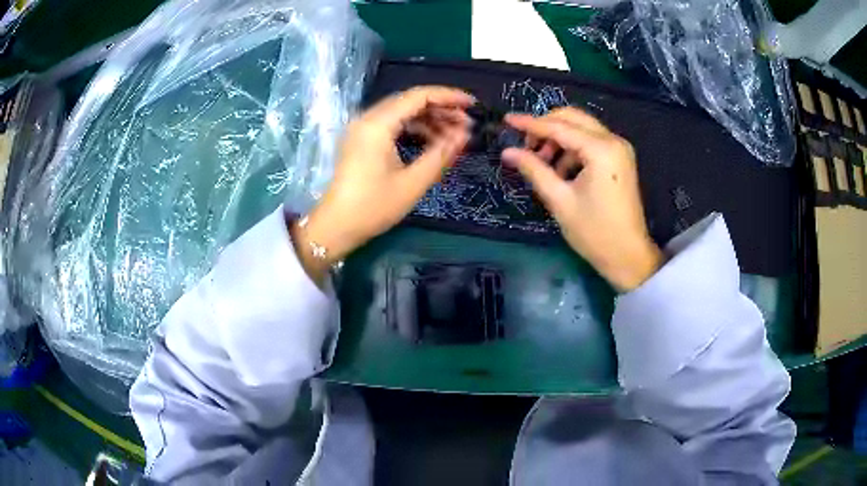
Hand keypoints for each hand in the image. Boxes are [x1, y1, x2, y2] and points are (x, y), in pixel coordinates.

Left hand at [291, 86, 474, 284]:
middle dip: (441, 109)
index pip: (418, 96)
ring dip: (429, 119)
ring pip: (402, 112)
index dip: (448, 96)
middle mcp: (368, 118)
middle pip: (410, 101)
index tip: (472, 105)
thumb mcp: (413, 183)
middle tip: (466, 125)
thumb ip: (441, 154)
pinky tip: (432, 141)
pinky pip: (392, 124)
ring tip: (453, 135)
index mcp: (378, 124)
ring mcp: (362, 128)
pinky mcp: (362, 139)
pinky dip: (414, 128)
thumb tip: (465, 134)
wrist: (336, 226)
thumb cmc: (373, 207)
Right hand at [502, 108, 663, 291]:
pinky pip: (590, 142)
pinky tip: (560, 171)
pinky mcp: (619, 158)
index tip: (506, 119)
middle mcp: (613, 140)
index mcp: (601, 149)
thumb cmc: (594, 232)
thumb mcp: (560, 200)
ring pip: (581, 128)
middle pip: (572, 118)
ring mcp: (618, 148)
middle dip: (546, 127)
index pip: (559, 127)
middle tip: (526, 147)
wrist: (628, 256)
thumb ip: (534, 169)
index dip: (530, 123)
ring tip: (542, 165)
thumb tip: (508, 151)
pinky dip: (572, 149)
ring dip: (558, 139)